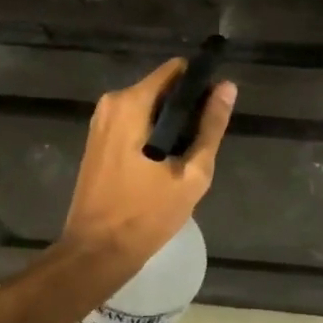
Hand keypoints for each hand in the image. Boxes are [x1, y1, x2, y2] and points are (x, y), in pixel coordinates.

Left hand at [61, 59, 235, 274]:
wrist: (95, 253)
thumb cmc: (145, 215)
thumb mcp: (191, 174)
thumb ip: (210, 127)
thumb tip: (227, 87)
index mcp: (132, 102)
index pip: (176, 70)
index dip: (199, 84)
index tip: (213, 109)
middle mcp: (113, 101)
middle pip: (161, 87)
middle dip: (184, 108)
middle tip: (199, 144)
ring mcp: (101, 120)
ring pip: (147, 106)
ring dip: (168, 123)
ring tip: (183, 159)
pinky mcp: (97, 138)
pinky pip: (132, 121)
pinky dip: (151, 133)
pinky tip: (161, 164)